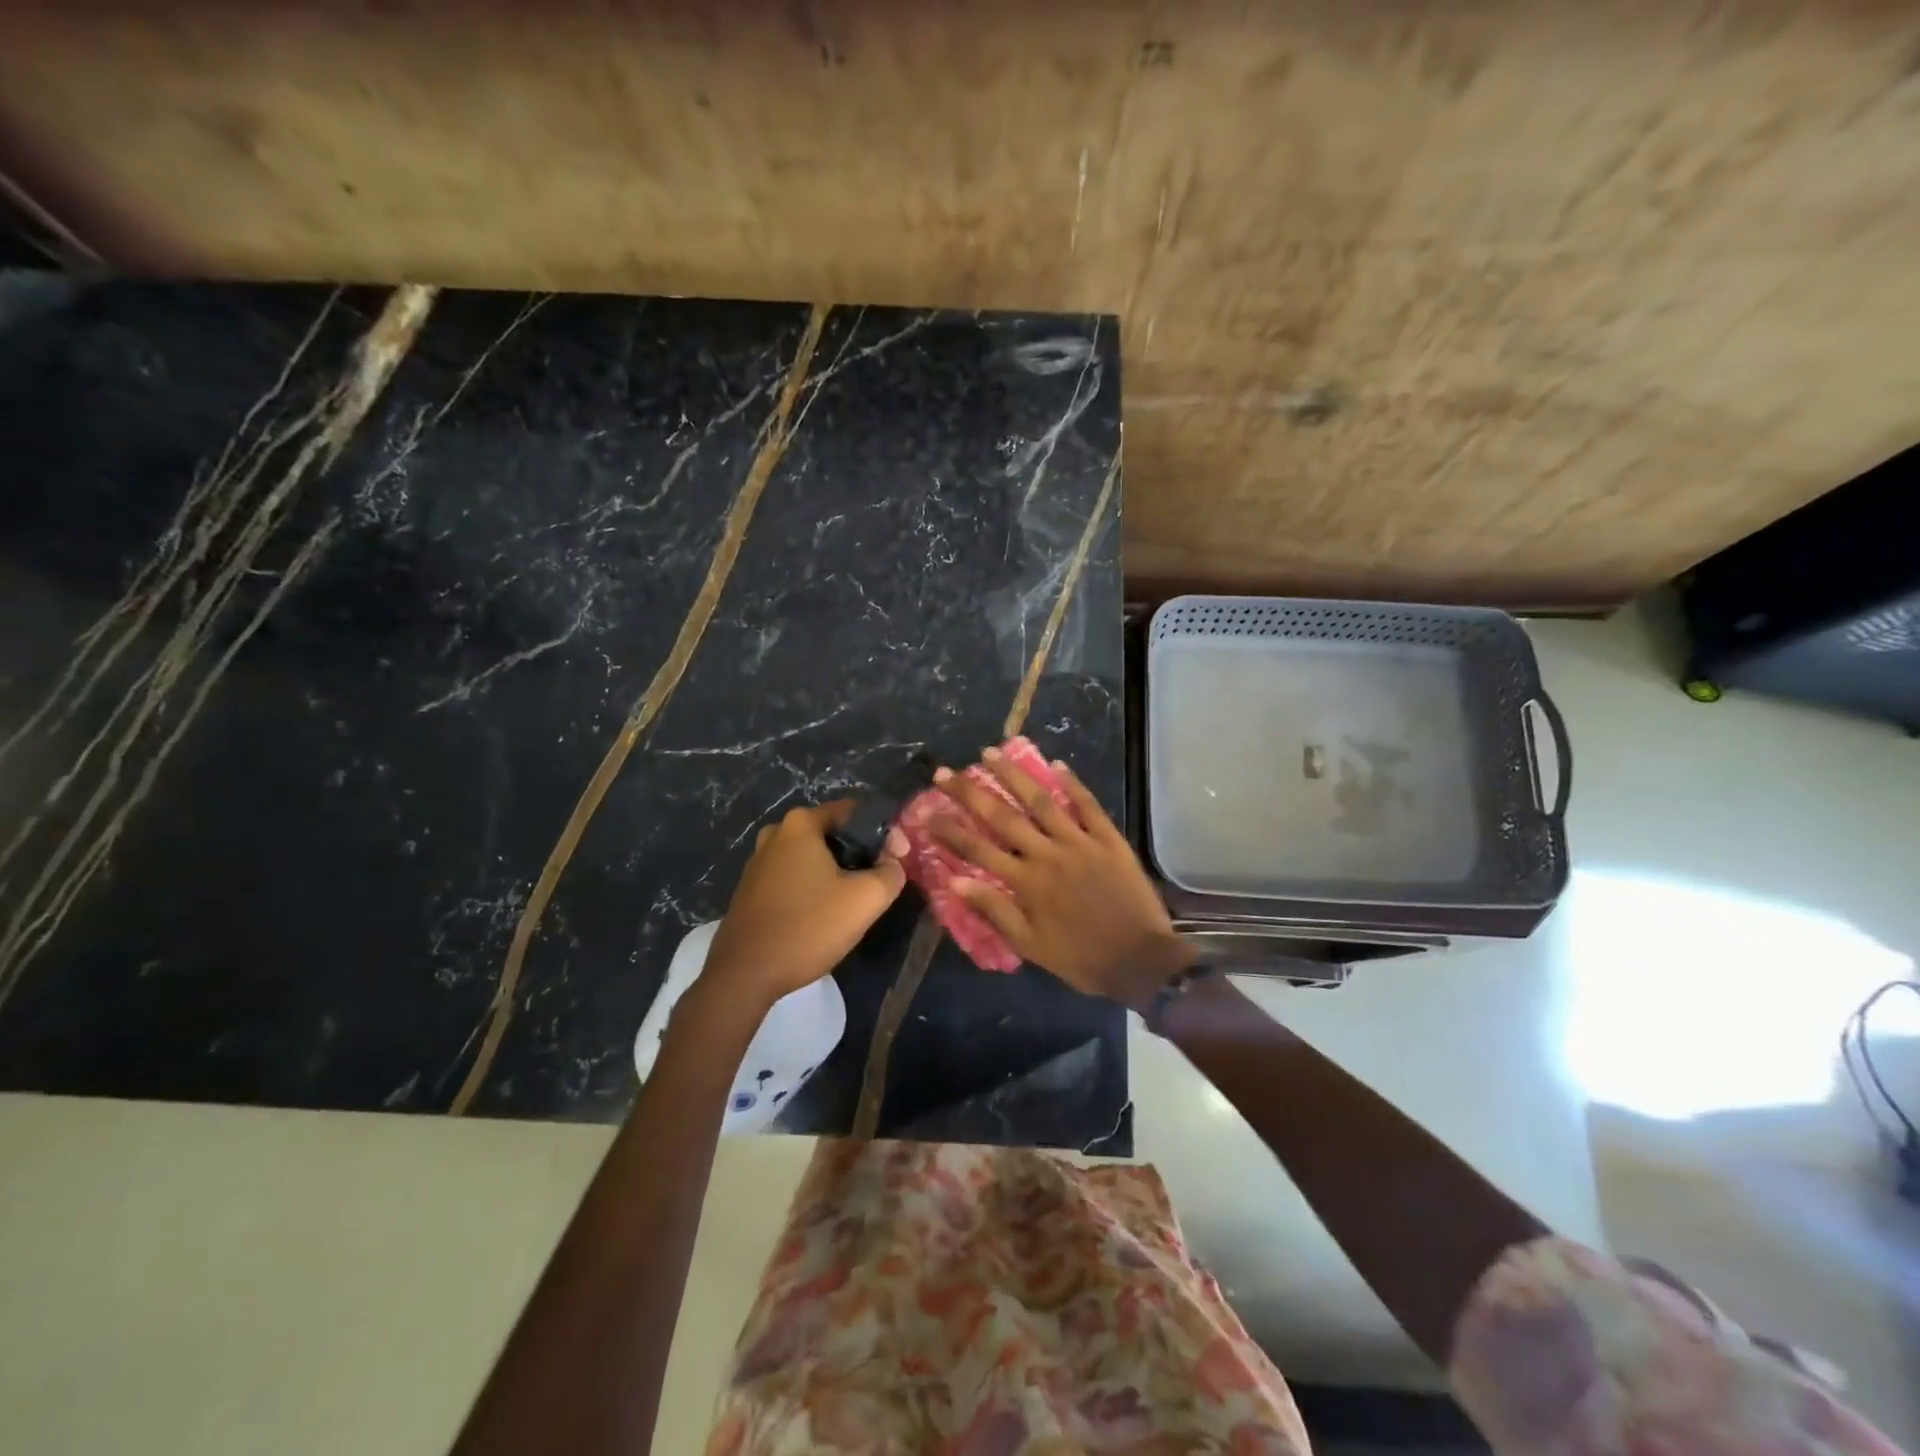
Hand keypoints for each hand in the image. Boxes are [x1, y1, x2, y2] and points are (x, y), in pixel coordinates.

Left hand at [702, 802, 906, 1009]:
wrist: (744, 975)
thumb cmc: (807, 927)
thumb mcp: (865, 899)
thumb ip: (891, 872)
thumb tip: (893, 864)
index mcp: (801, 824)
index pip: (856, 813)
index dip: (884, 833)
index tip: (897, 860)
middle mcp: (776, 833)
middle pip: (833, 834)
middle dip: (861, 853)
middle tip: (880, 881)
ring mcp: (759, 861)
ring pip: (813, 857)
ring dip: (837, 873)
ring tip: (855, 902)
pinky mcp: (751, 889)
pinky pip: (793, 877)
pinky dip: (813, 887)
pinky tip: (824, 915)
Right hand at [929, 749, 1192, 1007]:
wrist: (1140, 961)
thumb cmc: (1081, 958)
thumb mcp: (1030, 945)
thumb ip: (994, 910)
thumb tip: (955, 881)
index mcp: (1026, 883)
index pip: (978, 849)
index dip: (949, 829)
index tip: (925, 811)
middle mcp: (1048, 854)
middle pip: (1003, 816)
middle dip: (971, 792)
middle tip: (946, 771)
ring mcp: (1080, 842)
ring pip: (1042, 802)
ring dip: (1015, 776)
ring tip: (991, 753)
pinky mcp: (1109, 839)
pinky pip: (1088, 805)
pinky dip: (1072, 784)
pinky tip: (1056, 765)